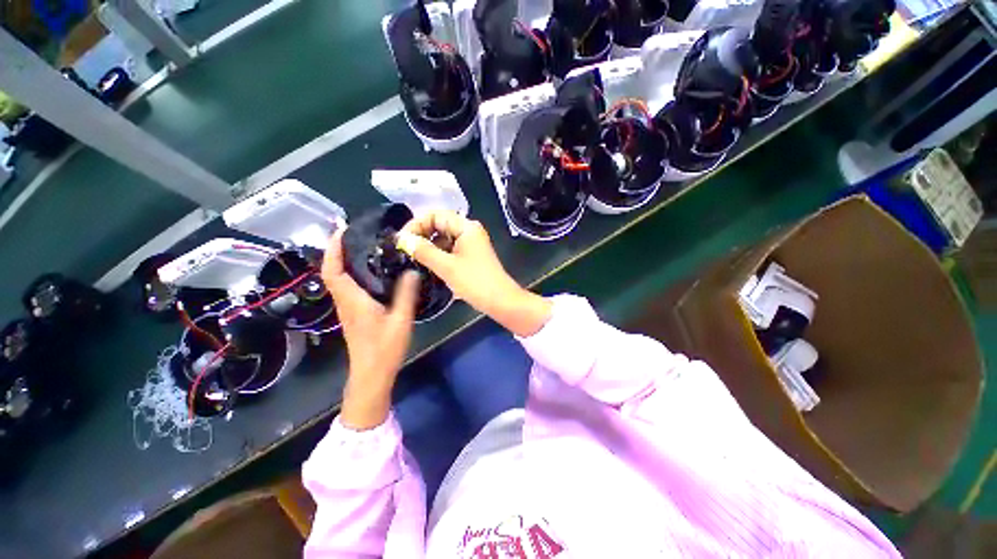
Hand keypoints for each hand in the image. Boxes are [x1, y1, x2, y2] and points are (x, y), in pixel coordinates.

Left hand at [322, 229, 419, 429]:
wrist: (371, 374)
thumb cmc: (384, 348)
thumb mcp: (400, 320)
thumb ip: (406, 294)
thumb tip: (411, 270)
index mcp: (353, 301)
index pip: (333, 270)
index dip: (332, 249)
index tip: (340, 230)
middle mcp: (345, 302)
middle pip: (333, 272)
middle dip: (337, 250)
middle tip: (355, 233)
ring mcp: (347, 308)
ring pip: (338, 279)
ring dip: (343, 261)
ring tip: (362, 246)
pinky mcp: (354, 314)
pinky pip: (347, 287)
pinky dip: (351, 273)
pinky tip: (369, 271)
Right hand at [400, 211, 551, 336]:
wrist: (500, 301)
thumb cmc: (475, 282)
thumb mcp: (446, 267)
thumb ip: (423, 251)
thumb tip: (403, 239)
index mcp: (466, 227)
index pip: (435, 215)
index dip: (416, 224)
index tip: (402, 240)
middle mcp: (470, 231)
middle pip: (440, 225)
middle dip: (422, 235)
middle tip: (406, 250)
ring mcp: (471, 243)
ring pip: (444, 238)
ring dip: (429, 246)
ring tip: (415, 259)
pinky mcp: (471, 255)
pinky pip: (451, 248)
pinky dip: (439, 254)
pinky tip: (430, 265)